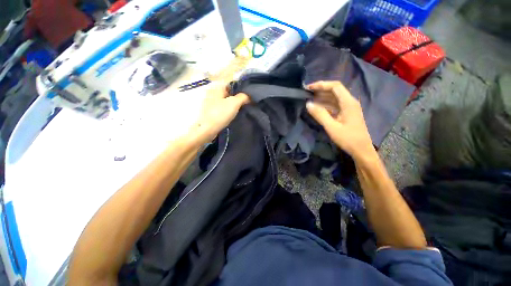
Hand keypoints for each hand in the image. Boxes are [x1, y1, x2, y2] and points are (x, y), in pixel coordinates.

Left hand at [191, 82, 249, 143]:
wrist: (207, 129)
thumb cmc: (220, 114)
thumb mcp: (234, 103)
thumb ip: (243, 97)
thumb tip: (249, 96)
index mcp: (217, 88)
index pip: (231, 83)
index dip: (240, 88)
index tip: (248, 95)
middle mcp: (213, 93)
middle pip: (229, 92)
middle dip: (238, 97)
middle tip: (246, 103)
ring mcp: (211, 103)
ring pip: (226, 101)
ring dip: (233, 104)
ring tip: (242, 109)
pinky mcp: (211, 111)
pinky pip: (223, 108)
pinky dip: (228, 110)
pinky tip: (234, 115)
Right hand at [306, 81, 374, 159]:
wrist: (361, 150)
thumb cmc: (348, 138)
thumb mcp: (331, 127)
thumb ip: (320, 114)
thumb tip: (308, 104)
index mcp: (348, 102)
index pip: (335, 86)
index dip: (321, 85)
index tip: (309, 88)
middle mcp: (349, 102)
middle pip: (334, 91)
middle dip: (320, 90)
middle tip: (306, 93)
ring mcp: (348, 108)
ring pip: (334, 98)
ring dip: (322, 97)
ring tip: (309, 99)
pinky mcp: (346, 114)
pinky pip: (334, 105)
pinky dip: (325, 105)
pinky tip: (317, 108)